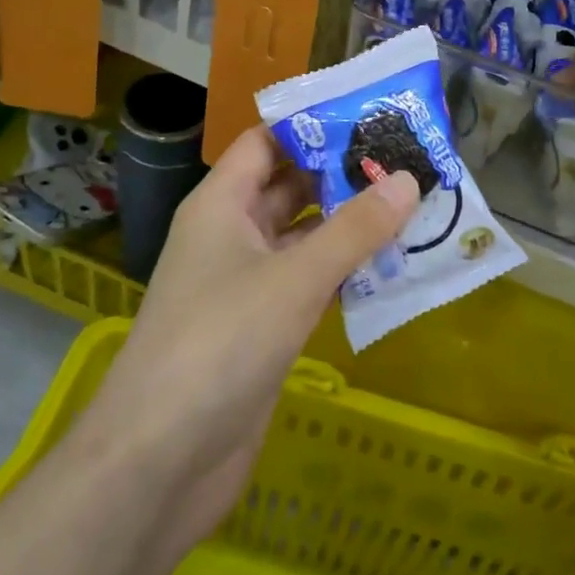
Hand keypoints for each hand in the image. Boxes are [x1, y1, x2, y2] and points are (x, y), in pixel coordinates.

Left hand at [65, 126, 418, 558]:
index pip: (265, 143)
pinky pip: (308, 284)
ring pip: (303, 239)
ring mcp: (245, 285)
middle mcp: (230, 236)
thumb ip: (353, 229)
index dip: (312, 125)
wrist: (161, 460)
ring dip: (349, 226)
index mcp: (220, 205)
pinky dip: (344, 273)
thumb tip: (406, 179)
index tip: (371, 114)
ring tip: (413, 205)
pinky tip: (390, 268)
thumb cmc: (220, 344)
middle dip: (342, 174)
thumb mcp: (293, 278)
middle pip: (289, 188)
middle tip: (408, 160)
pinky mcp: (262, 330)